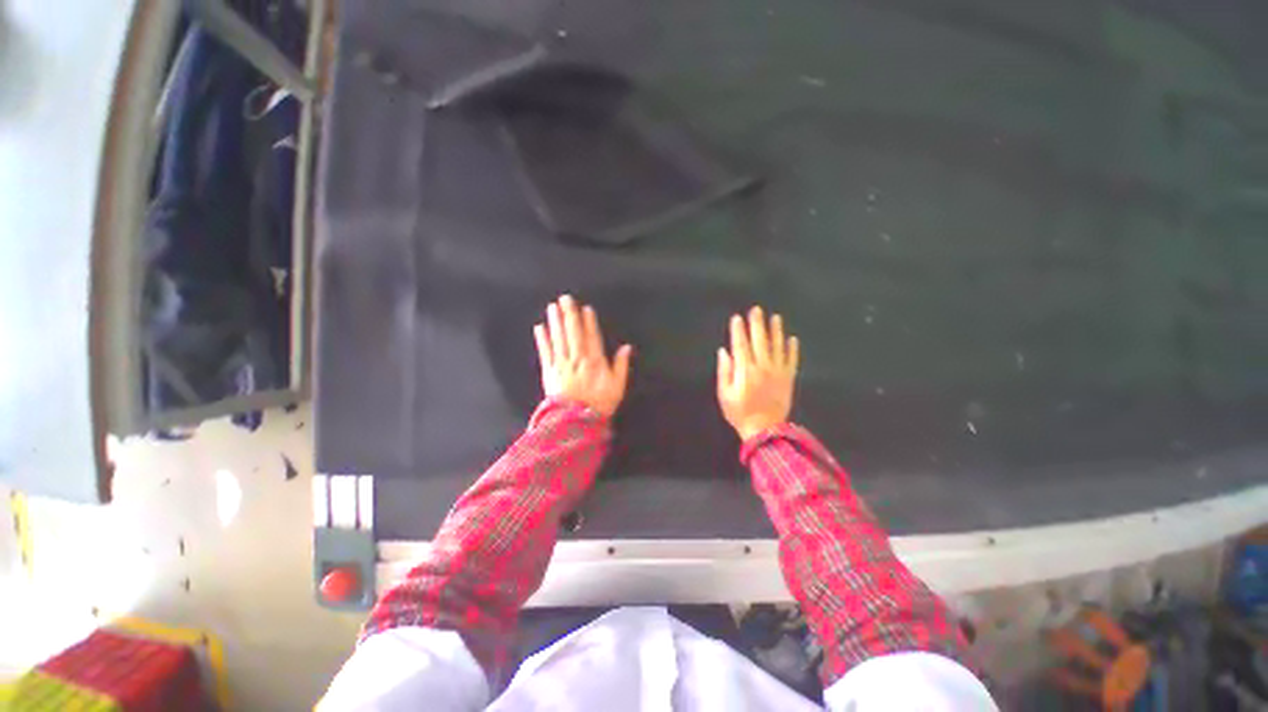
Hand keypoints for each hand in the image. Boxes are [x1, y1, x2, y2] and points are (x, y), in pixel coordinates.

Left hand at [534, 295, 632, 417]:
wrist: (575, 422)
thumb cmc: (599, 404)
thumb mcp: (617, 387)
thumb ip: (621, 366)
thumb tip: (626, 347)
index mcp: (594, 362)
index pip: (592, 337)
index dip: (589, 322)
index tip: (585, 308)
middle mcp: (577, 359)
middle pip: (573, 333)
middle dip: (569, 314)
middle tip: (565, 298)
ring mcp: (561, 364)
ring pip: (558, 339)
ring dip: (555, 322)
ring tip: (553, 306)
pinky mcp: (549, 372)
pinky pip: (545, 352)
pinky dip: (542, 340)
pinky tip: (540, 328)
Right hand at [717, 306, 799, 440]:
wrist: (765, 430)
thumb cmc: (740, 413)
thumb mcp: (724, 394)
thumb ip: (724, 371)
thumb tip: (724, 352)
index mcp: (745, 371)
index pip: (741, 345)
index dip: (738, 330)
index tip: (737, 318)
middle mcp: (762, 367)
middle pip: (759, 341)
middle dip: (757, 324)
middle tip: (756, 310)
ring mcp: (778, 372)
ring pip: (777, 347)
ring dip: (776, 331)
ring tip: (775, 318)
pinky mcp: (788, 378)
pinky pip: (791, 360)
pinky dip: (792, 349)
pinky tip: (792, 339)